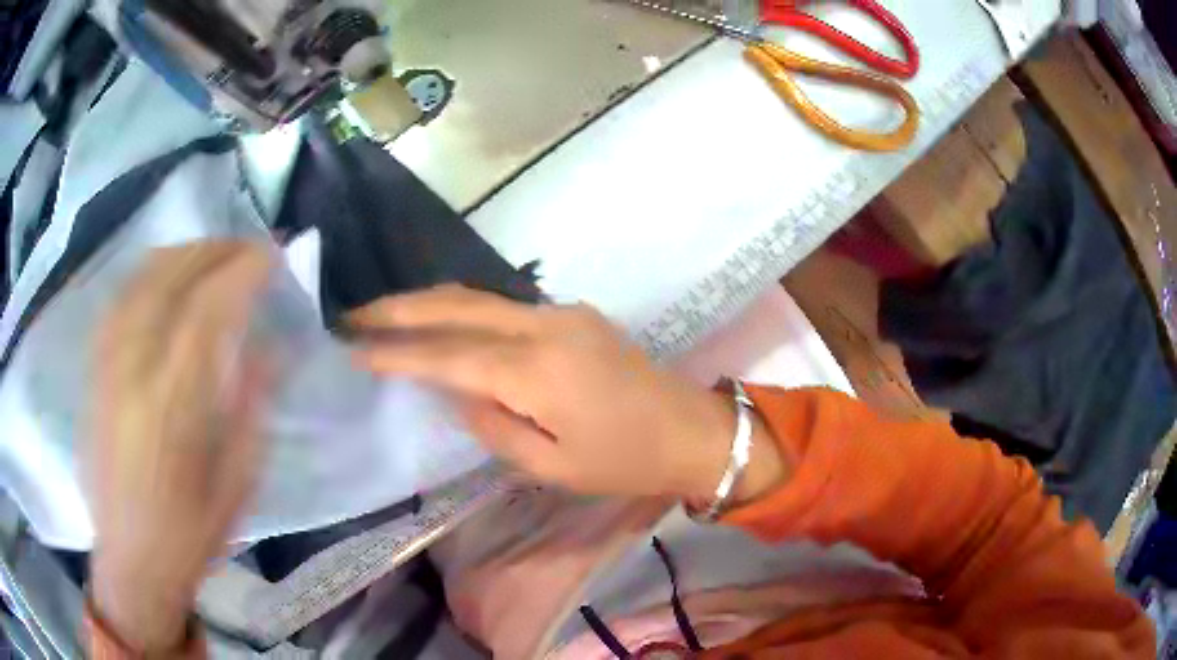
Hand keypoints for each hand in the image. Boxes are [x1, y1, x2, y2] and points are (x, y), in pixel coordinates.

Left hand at [86, 242, 271, 652]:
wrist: (131, 560)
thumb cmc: (189, 535)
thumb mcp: (236, 485)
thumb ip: (251, 410)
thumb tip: (271, 348)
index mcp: (172, 406)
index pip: (208, 309)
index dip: (243, 271)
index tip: (272, 255)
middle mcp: (133, 371)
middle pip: (172, 278)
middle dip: (216, 250)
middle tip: (248, 247)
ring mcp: (107, 365)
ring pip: (142, 279)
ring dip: (183, 253)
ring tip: (212, 254)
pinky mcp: (95, 370)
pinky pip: (121, 299)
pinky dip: (149, 274)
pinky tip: (166, 276)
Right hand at [350, 285, 785, 501]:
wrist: (692, 430)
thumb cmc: (624, 462)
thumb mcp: (551, 466)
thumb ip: (493, 426)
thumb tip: (456, 392)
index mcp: (535, 370)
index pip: (447, 354)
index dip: (396, 351)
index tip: (352, 347)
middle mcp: (543, 326)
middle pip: (457, 306)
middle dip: (399, 308)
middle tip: (352, 315)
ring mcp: (560, 312)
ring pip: (478, 298)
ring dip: (427, 304)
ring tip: (382, 316)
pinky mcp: (572, 314)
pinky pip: (503, 307)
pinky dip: (462, 312)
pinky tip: (439, 324)